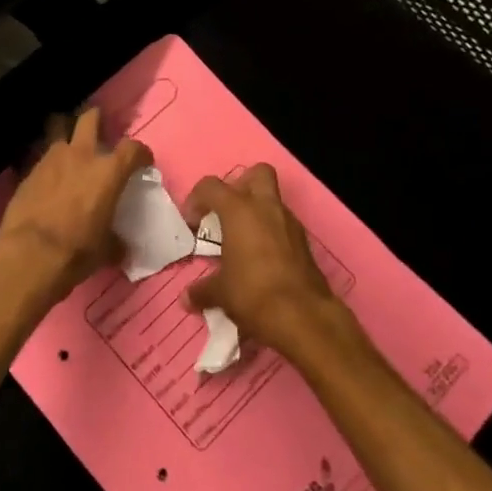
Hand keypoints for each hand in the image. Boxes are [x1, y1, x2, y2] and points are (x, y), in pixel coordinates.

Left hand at [0, 107, 149, 316]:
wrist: (31, 253)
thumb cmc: (78, 249)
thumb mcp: (105, 249)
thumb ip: (115, 241)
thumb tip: (119, 247)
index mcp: (109, 171)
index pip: (133, 148)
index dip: (141, 152)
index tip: (142, 161)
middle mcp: (82, 155)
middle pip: (90, 119)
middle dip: (96, 118)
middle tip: (99, 127)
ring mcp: (51, 159)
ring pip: (58, 128)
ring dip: (65, 133)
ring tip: (68, 145)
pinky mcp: (28, 170)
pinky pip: (41, 157)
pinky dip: (47, 163)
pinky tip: (47, 176)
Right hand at [183, 165, 351, 361]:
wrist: (303, 317)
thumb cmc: (252, 293)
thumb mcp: (221, 293)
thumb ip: (202, 290)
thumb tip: (187, 298)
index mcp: (239, 210)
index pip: (211, 186)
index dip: (196, 200)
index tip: (192, 224)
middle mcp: (266, 208)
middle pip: (257, 173)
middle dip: (240, 186)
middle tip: (227, 213)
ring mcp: (290, 223)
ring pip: (273, 200)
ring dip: (257, 212)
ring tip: (242, 241)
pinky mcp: (304, 243)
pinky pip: (284, 225)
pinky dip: (271, 233)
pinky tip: (261, 259)